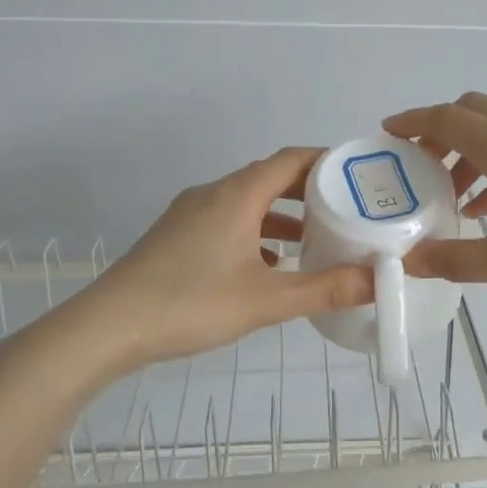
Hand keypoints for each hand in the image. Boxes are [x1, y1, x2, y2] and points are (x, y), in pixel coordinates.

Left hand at [67, 148, 371, 369]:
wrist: (108, 327)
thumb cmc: (191, 304)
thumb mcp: (267, 301)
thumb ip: (324, 289)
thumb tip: (377, 281)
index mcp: (236, 196)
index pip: (290, 160)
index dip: (326, 162)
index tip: (358, 176)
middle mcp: (212, 194)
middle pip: (268, 177)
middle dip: (309, 191)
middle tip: (346, 208)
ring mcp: (189, 215)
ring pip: (246, 202)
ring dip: (281, 215)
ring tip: (315, 238)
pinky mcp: (175, 237)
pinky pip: (226, 221)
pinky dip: (255, 232)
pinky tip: (268, 264)